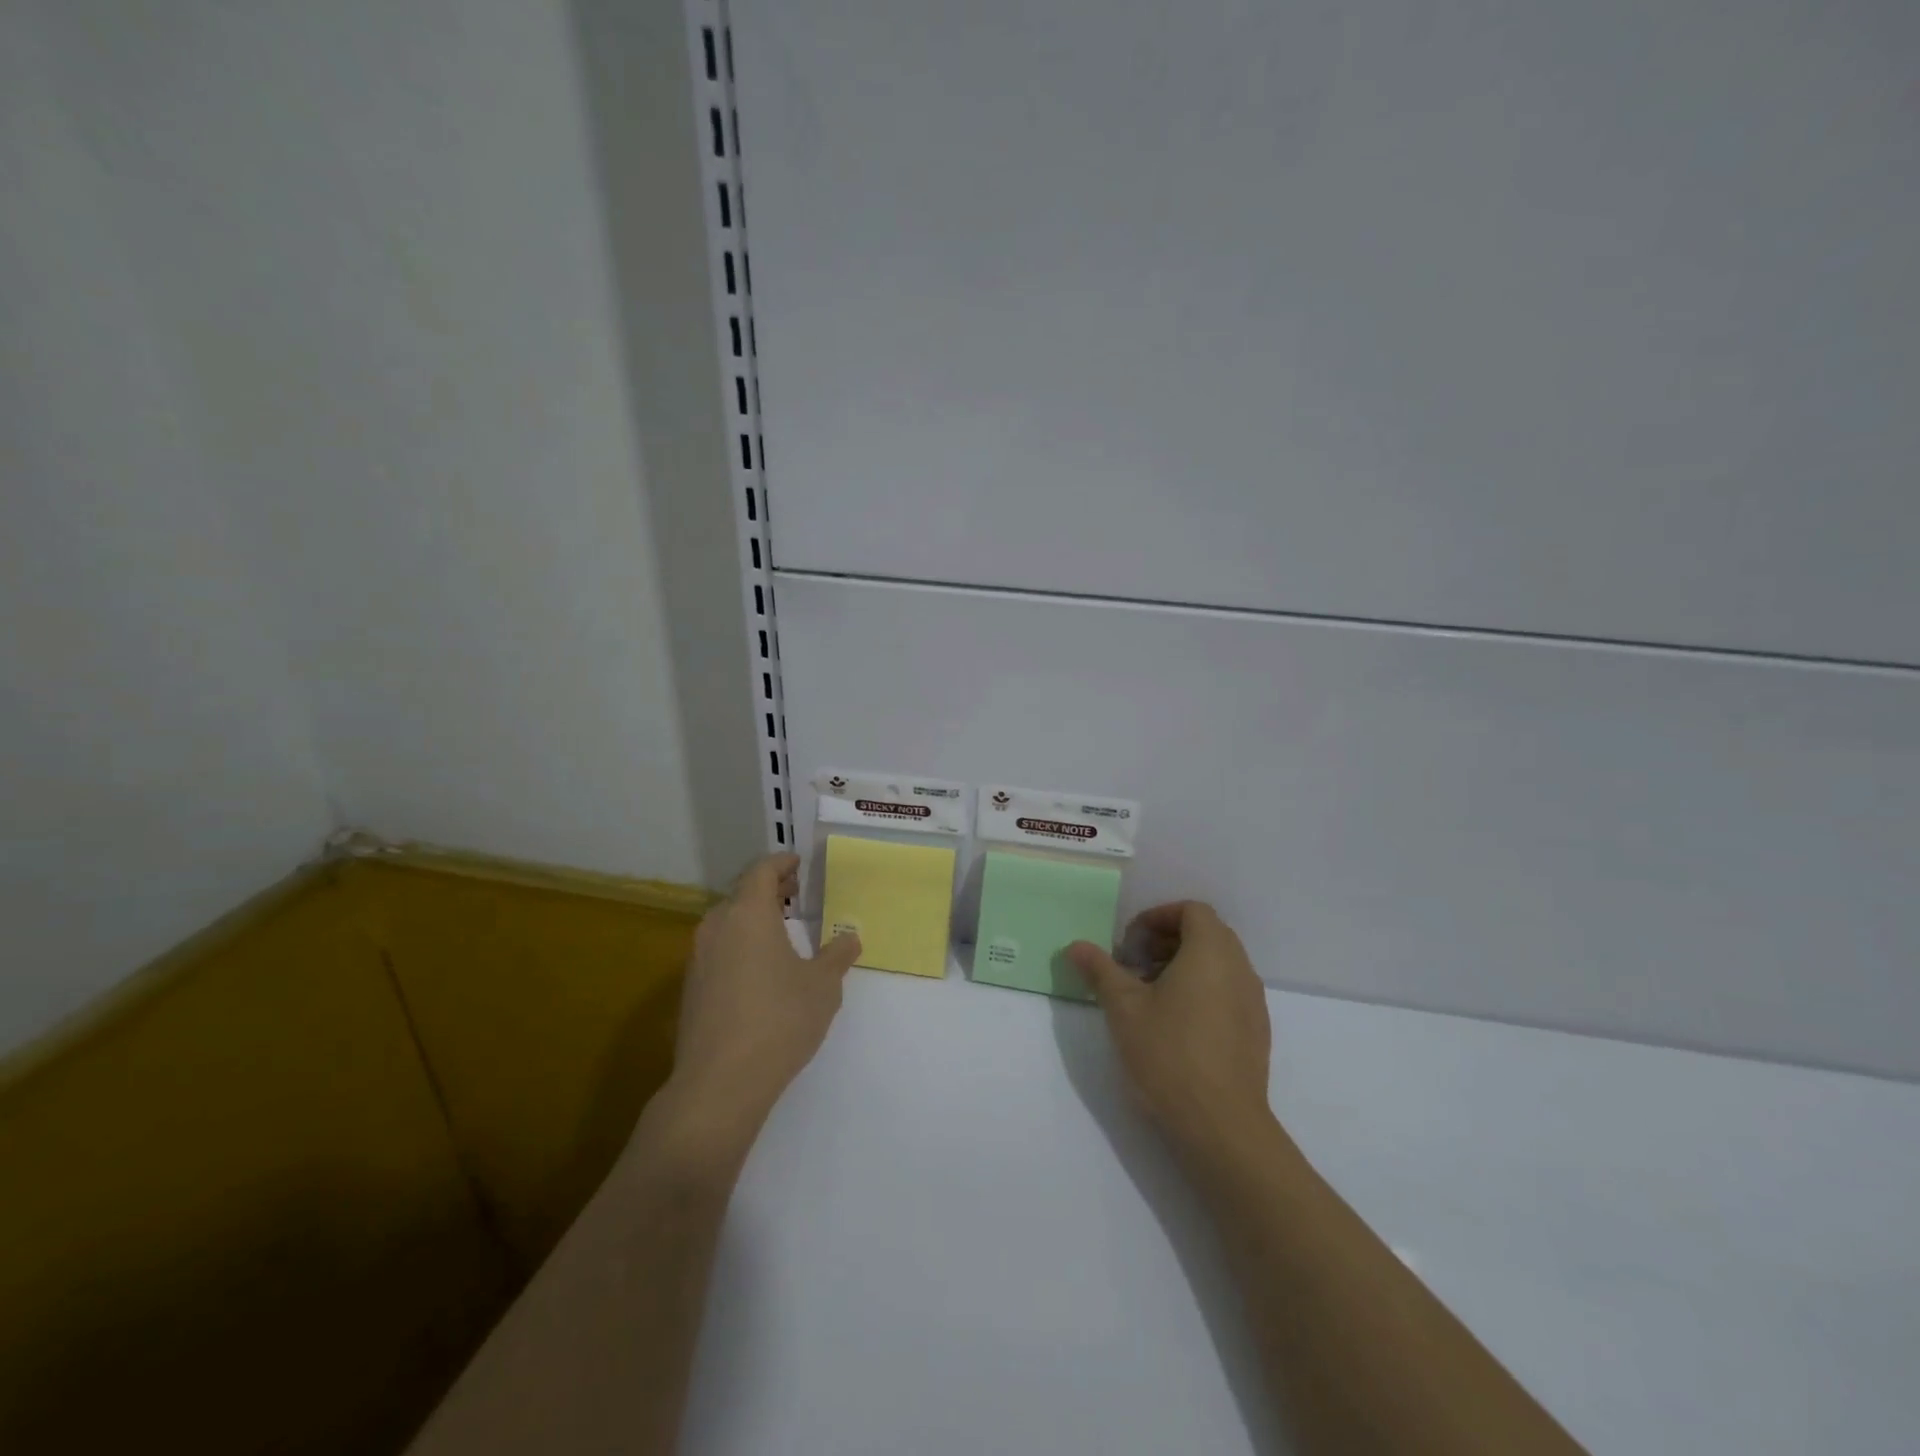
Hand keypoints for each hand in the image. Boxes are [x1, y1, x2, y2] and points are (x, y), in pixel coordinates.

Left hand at [666, 853, 860, 1137]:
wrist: (720, 1083)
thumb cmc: (779, 1020)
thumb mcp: (823, 986)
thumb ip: (837, 956)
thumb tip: (850, 938)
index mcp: (749, 914)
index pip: (761, 871)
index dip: (781, 863)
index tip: (797, 863)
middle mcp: (717, 927)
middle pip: (741, 894)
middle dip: (768, 889)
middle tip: (794, 894)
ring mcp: (698, 958)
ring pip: (726, 922)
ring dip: (752, 917)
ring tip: (779, 930)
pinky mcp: (691, 988)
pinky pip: (717, 949)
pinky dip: (739, 944)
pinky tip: (758, 969)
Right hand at [1068, 902, 1274, 1160]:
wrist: (1222, 1126)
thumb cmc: (1169, 1054)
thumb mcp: (1123, 1008)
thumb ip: (1100, 970)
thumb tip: (1076, 946)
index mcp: (1211, 952)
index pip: (1192, 911)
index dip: (1158, 917)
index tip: (1130, 941)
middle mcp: (1240, 969)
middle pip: (1207, 934)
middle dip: (1167, 941)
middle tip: (1134, 965)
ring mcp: (1253, 1002)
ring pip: (1219, 965)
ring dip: (1184, 966)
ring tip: (1149, 996)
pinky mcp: (1256, 1033)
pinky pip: (1229, 992)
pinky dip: (1202, 991)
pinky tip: (1175, 1025)